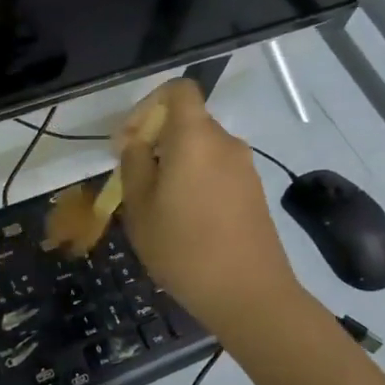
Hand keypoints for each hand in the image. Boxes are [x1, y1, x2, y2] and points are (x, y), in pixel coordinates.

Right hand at [117, 79, 302, 337]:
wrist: (249, 294)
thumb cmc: (183, 248)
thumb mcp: (140, 207)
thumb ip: (134, 164)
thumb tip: (136, 142)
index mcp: (195, 138)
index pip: (179, 90)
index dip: (149, 104)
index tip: (130, 139)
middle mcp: (225, 143)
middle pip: (187, 122)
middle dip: (156, 140)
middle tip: (133, 178)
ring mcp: (244, 168)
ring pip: (201, 149)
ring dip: (175, 164)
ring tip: (155, 205)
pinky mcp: (254, 192)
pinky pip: (216, 170)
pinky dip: (195, 181)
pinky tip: (183, 220)